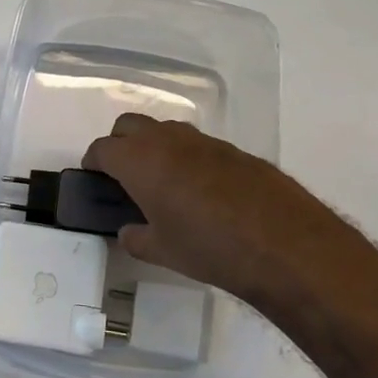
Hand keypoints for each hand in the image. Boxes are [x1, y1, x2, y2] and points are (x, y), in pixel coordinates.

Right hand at [82, 115, 377, 315]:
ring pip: (166, 130)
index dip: (94, 162)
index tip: (95, 177)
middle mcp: (168, 140)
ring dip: (155, 147)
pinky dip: (188, 158)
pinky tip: (202, 191)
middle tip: (124, 175)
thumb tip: (131, 231)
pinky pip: (198, 145)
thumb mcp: (162, 252)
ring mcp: (204, 141)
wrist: (283, 243)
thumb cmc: (208, 248)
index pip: (103, 149)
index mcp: (140, 161)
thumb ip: (136, 238)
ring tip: (163, 183)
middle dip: (120, 144)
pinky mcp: (234, 150)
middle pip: (129, 125)